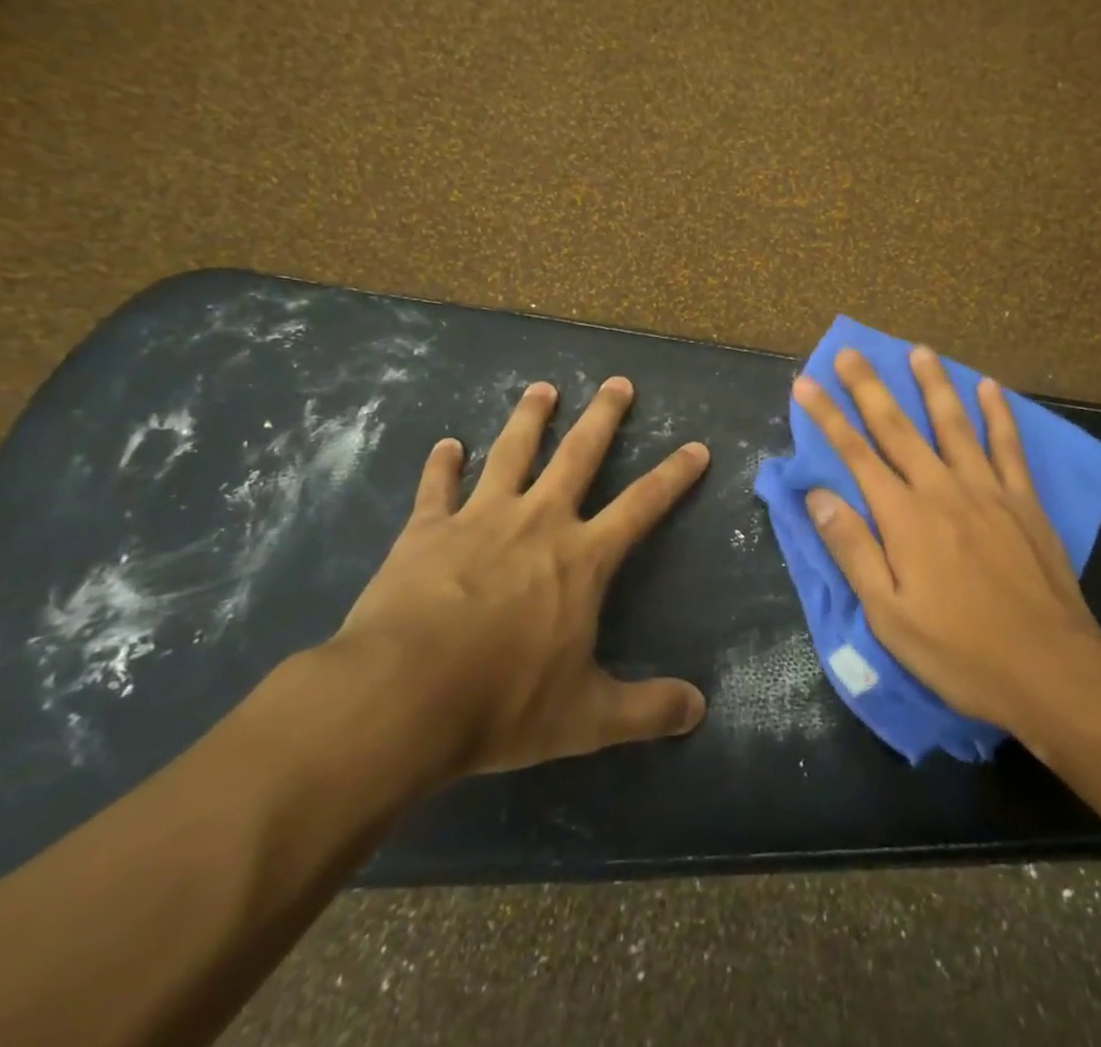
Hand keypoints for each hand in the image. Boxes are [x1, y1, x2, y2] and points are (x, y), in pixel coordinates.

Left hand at [329, 376, 709, 785]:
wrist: (401, 697)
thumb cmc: (502, 703)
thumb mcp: (585, 718)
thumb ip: (646, 710)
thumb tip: (699, 710)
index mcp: (582, 558)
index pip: (643, 505)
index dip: (674, 475)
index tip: (696, 447)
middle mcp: (538, 522)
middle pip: (578, 455)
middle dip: (603, 417)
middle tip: (617, 382)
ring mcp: (480, 519)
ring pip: (511, 452)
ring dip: (529, 418)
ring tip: (542, 388)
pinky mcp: (426, 530)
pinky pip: (437, 487)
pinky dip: (442, 464)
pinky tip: (447, 444)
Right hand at [794, 347, 1100, 729]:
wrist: (1052, 670)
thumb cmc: (960, 652)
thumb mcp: (889, 616)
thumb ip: (854, 550)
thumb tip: (819, 496)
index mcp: (905, 518)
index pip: (856, 455)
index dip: (828, 417)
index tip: (806, 383)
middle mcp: (942, 490)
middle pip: (898, 428)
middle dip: (869, 388)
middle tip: (850, 352)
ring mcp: (988, 491)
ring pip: (954, 424)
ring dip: (933, 385)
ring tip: (919, 351)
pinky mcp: (1024, 501)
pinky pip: (1008, 446)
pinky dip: (998, 414)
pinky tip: (989, 386)